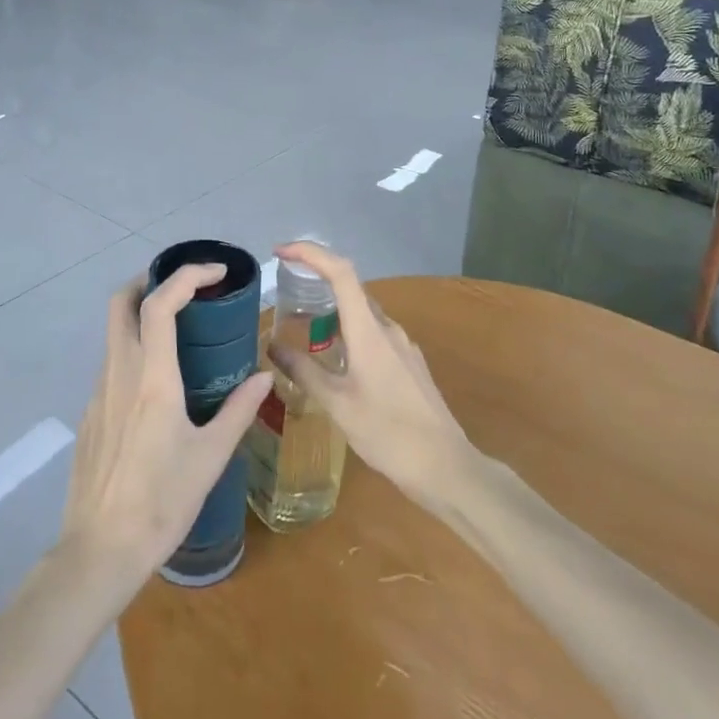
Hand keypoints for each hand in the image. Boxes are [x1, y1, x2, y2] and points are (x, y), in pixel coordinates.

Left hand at [59, 265, 273, 585]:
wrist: (100, 551)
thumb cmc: (162, 502)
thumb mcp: (211, 456)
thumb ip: (239, 410)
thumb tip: (265, 376)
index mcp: (152, 378)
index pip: (160, 304)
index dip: (186, 276)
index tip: (215, 272)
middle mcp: (120, 373)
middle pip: (120, 302)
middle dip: (149, 280)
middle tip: (184, 287)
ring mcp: (99, 392)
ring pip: (114, 333)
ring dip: (142, 316)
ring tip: (180, 332)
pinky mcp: (90, 414)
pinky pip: (112, 365)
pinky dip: (135, 352)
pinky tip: (158, 386)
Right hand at [268, 242, 473, 512]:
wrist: (446, 466)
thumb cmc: (387, 433)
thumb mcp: (337, 404)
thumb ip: (304, 371)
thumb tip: (272, 345)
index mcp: (369, 330)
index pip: (340, 272)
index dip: (310, 253)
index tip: (281, 252)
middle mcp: (387, 328)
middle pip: (350, 289)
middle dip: (317, 283)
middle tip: (285, 297)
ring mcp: (403, 345)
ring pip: (362, 315)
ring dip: (333, 314)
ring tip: (306, 334)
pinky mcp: (409, 364)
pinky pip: (374, 335)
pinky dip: (349, 335)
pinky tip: (338, 363)